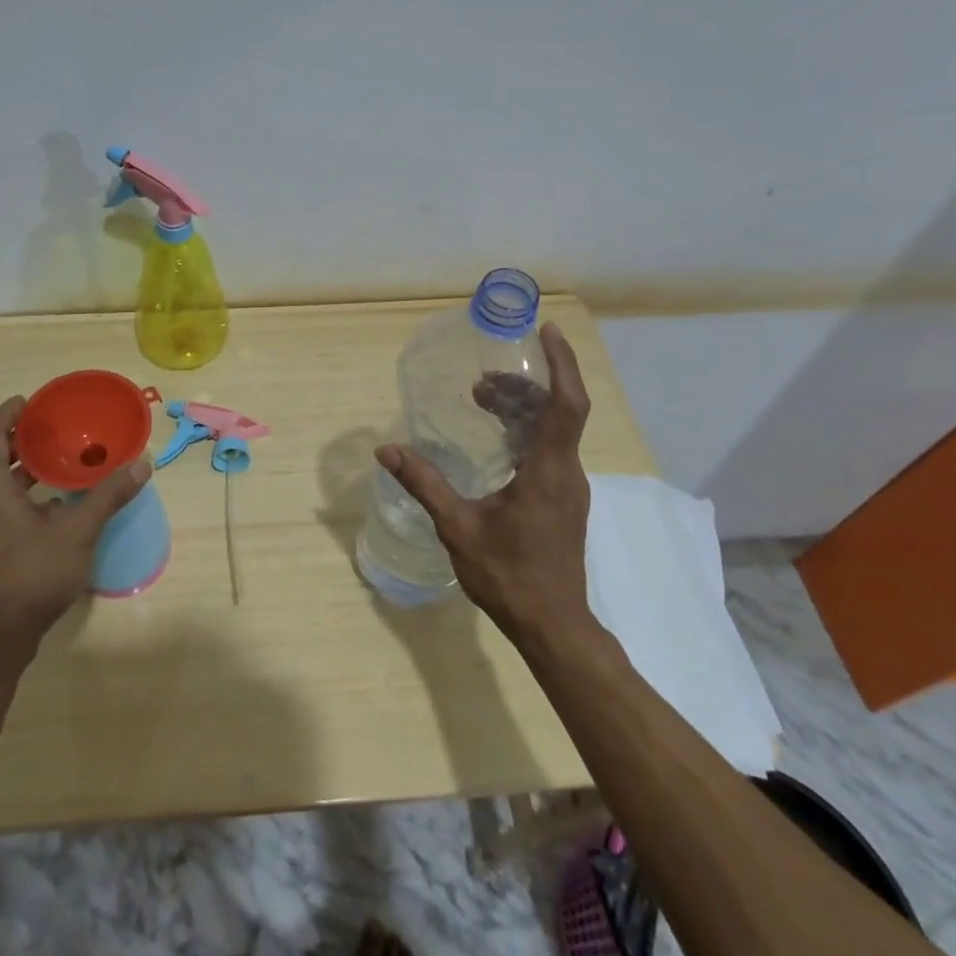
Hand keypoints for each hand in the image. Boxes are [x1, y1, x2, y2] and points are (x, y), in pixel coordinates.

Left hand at [0, 397, 151, 659]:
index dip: (8, 415)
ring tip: (55, 462)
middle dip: (19, 442)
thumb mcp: (78, 530)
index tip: (28, 401)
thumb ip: (109, 495)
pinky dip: (18, 495)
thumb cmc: (32, 573)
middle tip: (51, 429)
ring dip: (20, 471)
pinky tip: (49, 505)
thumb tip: (142, 464)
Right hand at [375, 321, 594, 643]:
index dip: (561, 364)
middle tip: (483, 379)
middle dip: (525, 385)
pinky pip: (549, 450)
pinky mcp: (563, 501)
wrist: (552, 625)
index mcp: (547, 471)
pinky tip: (495, 441)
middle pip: (557, 411)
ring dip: (523, 408)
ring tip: (483, 399)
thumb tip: (386, 449)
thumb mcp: (458, 526)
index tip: (546, 331)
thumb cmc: (508, 575)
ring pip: (553, 431)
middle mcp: (566, 472)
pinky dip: (525, 431)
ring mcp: (568, 488)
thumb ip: (424, 483)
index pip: (565, 404)